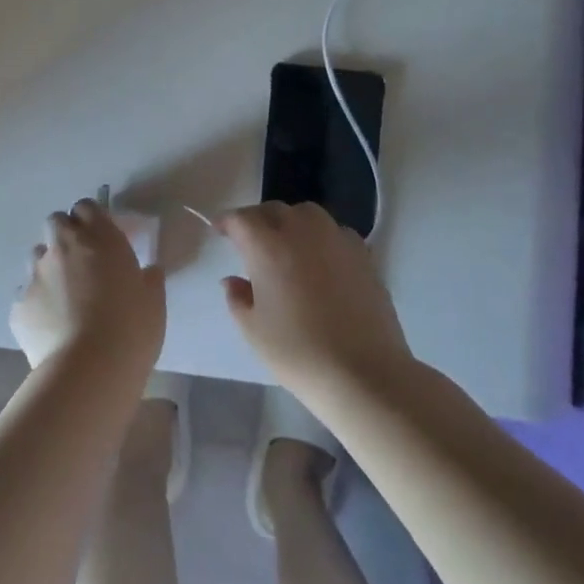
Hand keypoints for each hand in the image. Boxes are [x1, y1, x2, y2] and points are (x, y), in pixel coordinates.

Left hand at [9, 198, 165, 372]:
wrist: (89, 369)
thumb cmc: (131, 329)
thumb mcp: (154, 302)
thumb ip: (149, 279)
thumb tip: (148, 271)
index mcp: (99, 237)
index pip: (86, 207)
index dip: (91, 219)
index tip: (101, 237)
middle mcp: (63, 247)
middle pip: (55, 222)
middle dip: (65, 235)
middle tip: (81, 261)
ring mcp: (36, 274)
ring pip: (37, 256)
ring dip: (49, 267)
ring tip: (64, 296)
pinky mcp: (18, 305)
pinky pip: (26, 295)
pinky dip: (37, 303)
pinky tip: (51, 326)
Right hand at [215, 201, 412, 395]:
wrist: (364, 373)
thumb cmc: (299, 353)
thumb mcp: (254, 331)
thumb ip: (238, 298)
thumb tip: (233, 280)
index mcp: (268, 247)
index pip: (241, 219)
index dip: (227, 222)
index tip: (219, 230)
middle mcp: (302, 232)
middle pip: (275, 210)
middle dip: (258, 219)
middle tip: (250, 240)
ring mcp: (336, 240)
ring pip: (308, 214)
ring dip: (291, 222)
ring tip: (287, 245)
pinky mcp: (364, 255)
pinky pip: (335, 231)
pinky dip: (321, 237)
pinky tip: (321, 260)